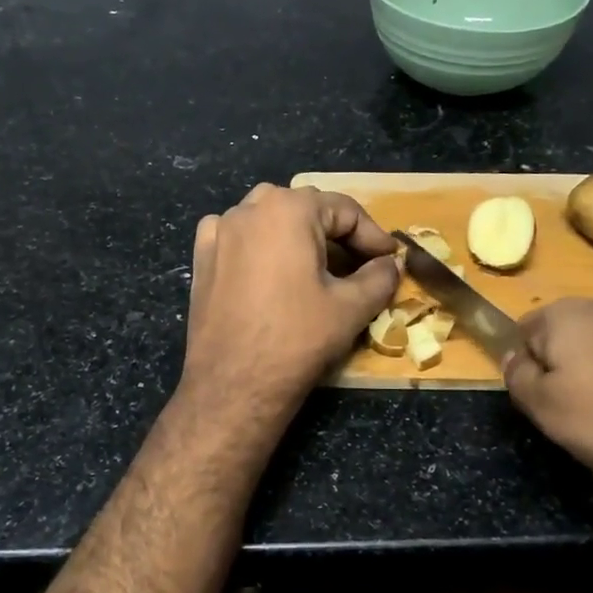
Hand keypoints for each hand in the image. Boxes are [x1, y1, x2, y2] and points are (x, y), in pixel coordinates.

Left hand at [179, 183, 398, 424]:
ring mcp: (219, 231)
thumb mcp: (351, 307)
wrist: (234, 384)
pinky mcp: (201, 258)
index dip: (373, 235)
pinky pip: (237, 237)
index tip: (390, 259)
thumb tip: (390, 265)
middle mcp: (248, 208)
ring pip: (269, 220)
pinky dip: (259, 245)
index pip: (344, 210)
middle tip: (360, 265)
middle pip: (305, 209)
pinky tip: (269, 270)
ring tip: (318, 267)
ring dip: (297, 236)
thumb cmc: (297, 339)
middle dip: (337, 234)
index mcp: (288, 209)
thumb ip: (380, 277)